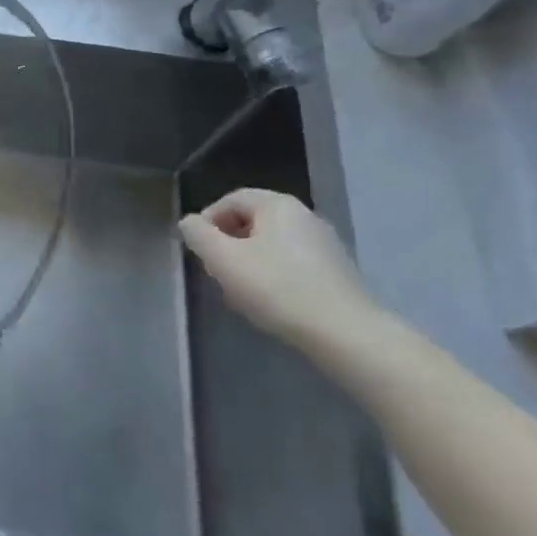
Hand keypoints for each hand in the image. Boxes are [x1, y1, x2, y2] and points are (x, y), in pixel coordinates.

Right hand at [179, 188, 384, 354]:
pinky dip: (274, 276)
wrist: (346, 335)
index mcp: (278, 205)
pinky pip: (293, 264)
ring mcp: (325, 244)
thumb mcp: (224, 260)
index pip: (231, 200)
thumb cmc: (277, 289)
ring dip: (250, 262)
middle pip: (252, 222)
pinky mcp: (336, 272)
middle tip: (217, 272)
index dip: (208, 222)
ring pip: (272, 245)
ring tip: (241, 292)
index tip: (199, 251)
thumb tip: (190, 223)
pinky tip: (271, 303)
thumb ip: (198, 235)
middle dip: (229, 244)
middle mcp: (304, 216)